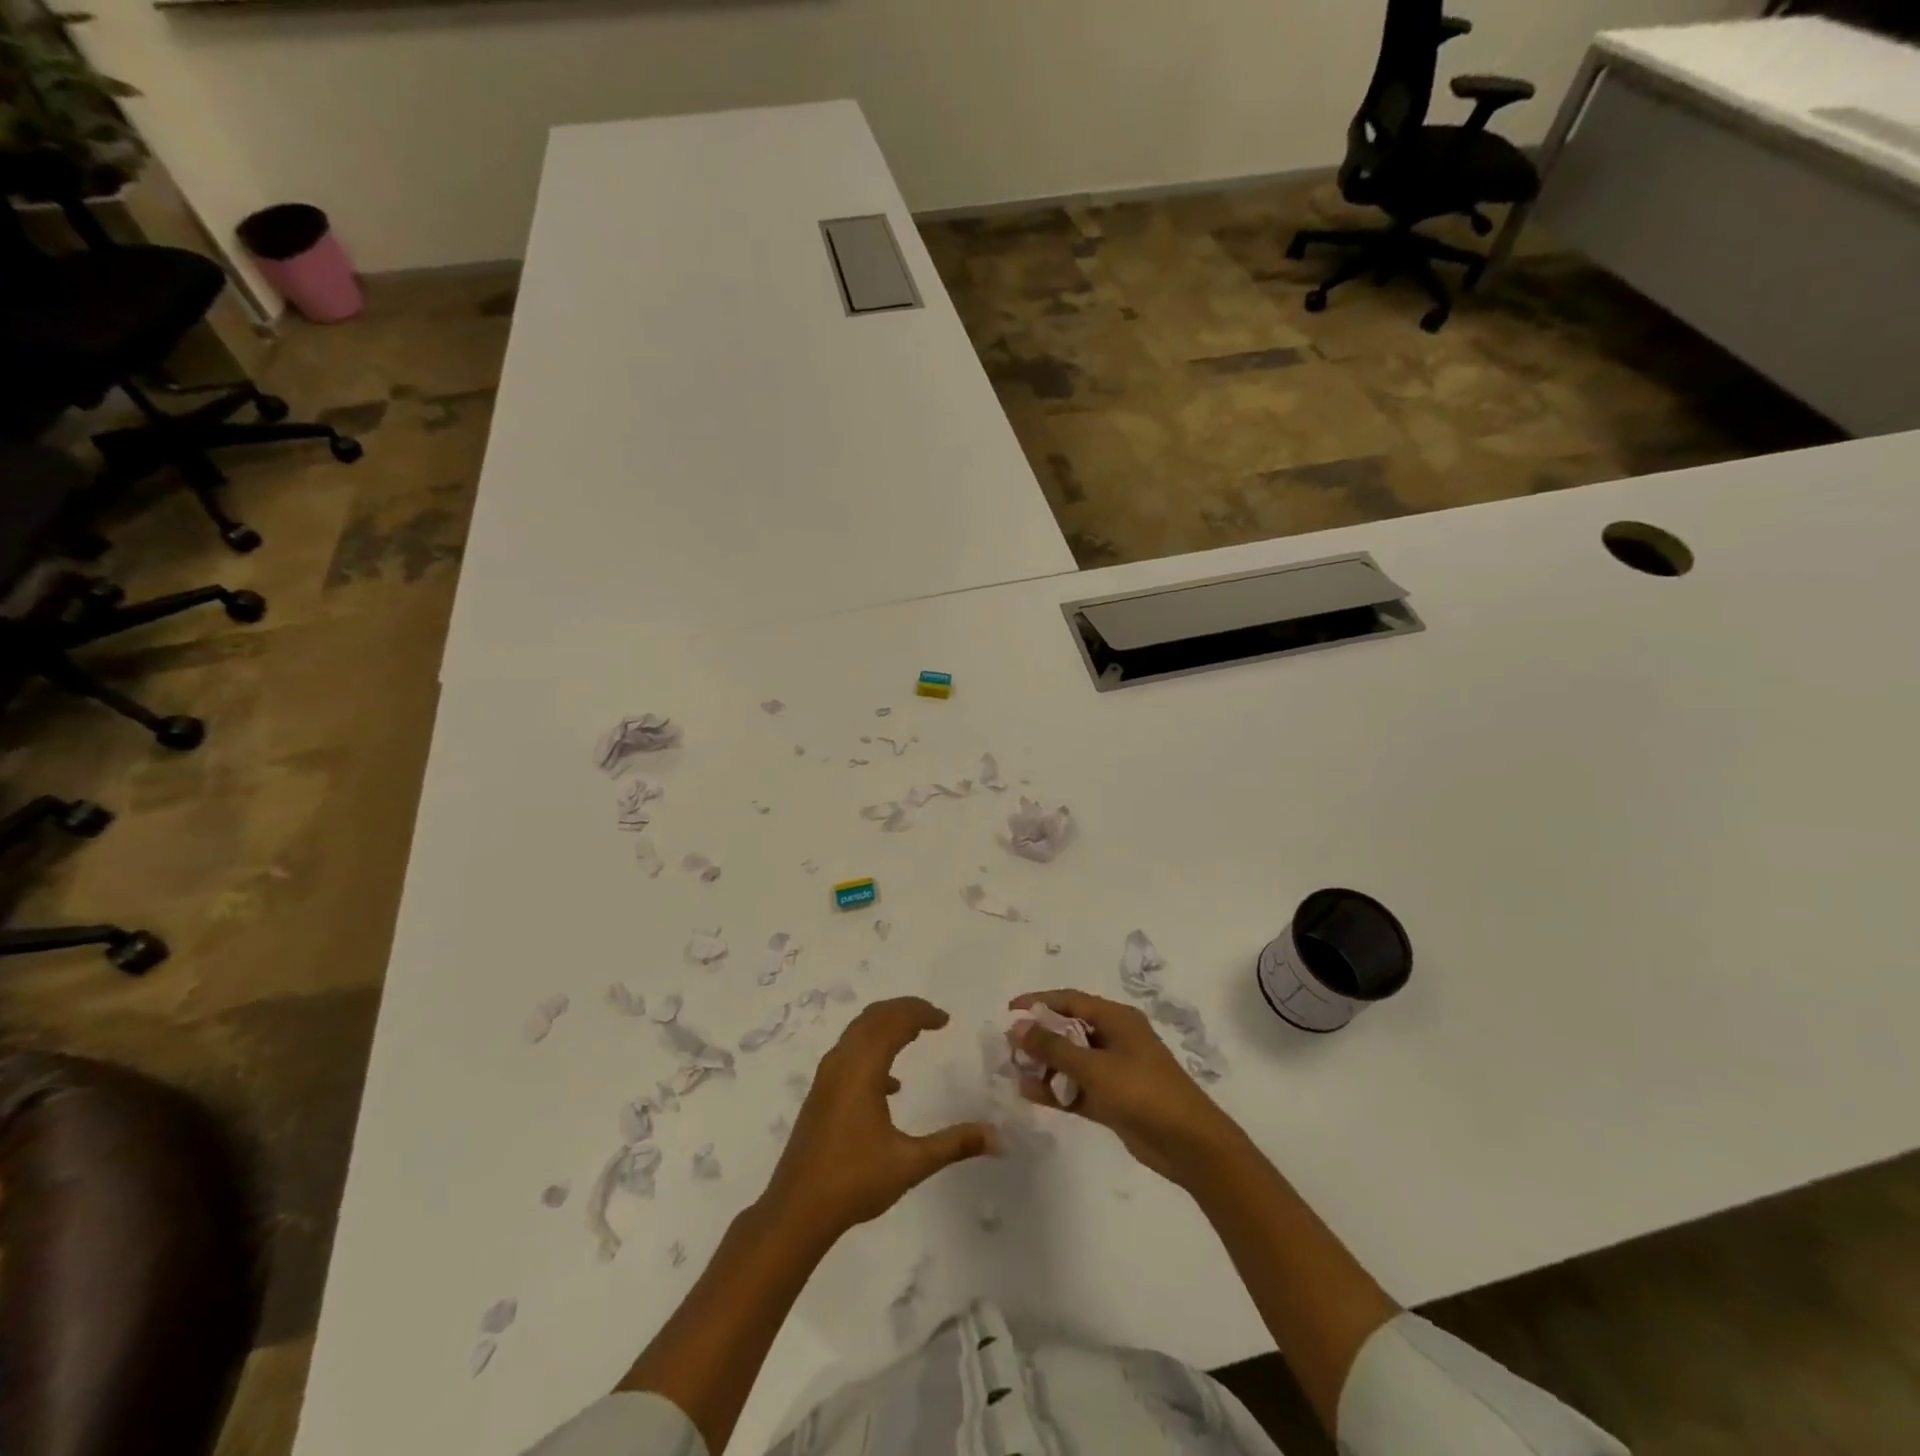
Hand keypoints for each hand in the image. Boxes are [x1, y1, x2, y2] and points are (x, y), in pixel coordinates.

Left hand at [762, 997, 994, 1244]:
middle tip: (933, 1017)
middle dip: (903, 1010)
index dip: (920, 1013)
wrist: (796, 1211)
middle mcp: (841, 1063)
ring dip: (886, 1026)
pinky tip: (891, 1085)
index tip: (945, 1019)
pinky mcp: (821, 1094)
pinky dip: (872, 1050)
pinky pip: (849, 1053)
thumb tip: (996, 1137)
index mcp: (862, 1069)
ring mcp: (827, 1078)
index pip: (893, 1022)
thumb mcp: (910, 1163)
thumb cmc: (854, 1181)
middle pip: (873, 1018)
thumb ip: (954, 1145)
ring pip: (858, 1033)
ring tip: (915, 1034)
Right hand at [1010, 989, 1244, 1186]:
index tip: (1009, 1011)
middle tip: (1009, 1049)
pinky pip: (1078, 1087)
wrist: (1190, 1145)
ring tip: (1014, 1074)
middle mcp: (1115, 1038)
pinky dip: (1057, 1089)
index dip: (1038, 1003)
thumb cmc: (1143, 1092)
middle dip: (1039, 1037)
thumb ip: (1053, 1048)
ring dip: (1045, 1066)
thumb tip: (1017, 1026)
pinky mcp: (1113, 1099)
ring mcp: (1115, 1070)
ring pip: (1071, 1060)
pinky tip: (1031, 1094)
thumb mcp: (1094, 1067)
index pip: (1070, 1000)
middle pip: (1068, 1029)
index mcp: (1116, 1019)